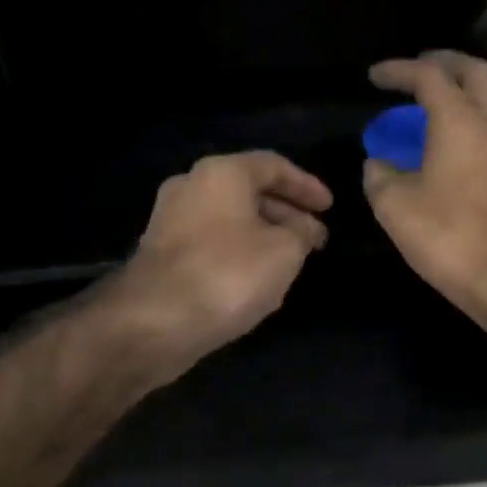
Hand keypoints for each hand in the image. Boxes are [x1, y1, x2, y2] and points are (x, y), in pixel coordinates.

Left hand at [108, 151, 332, 378]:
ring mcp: (171, 221)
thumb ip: (302, 234)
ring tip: (292, 260)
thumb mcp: (284, 252)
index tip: (329, 208)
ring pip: (230, 220)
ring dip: (263, 235)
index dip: (307, 185)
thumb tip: (305, 230)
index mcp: (221, 173)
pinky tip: (257, 279)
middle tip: (315, 238)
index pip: (273, 165)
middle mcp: (191, 187)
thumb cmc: (229, 275)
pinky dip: (239, 253)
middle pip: (248, 191)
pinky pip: (212, 244)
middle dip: (286, 214)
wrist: (157, 320)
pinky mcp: (162, 255)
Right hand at [364, 52, 486, 308]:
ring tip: (443, 105)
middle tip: (419, 72)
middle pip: (476, 71)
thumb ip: (379, 177)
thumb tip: (378, 164)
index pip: (428, 76)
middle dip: (445, 64)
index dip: (399, 70)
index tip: (375, 77)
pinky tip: (464, 144)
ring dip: (469, 91)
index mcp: (459, 119)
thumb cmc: (448, 236)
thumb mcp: (395, 207)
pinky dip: (480, 121)